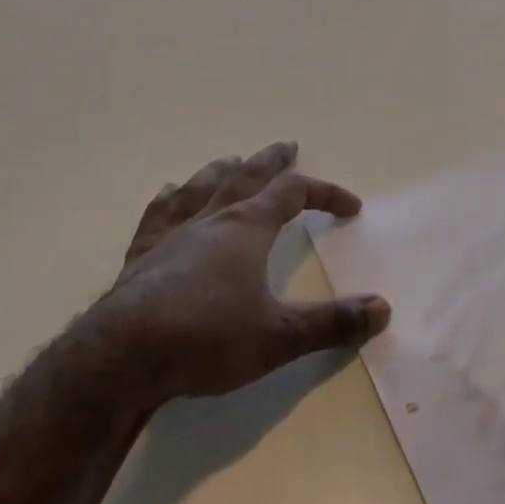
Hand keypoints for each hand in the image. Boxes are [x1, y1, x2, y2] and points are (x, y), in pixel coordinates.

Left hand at [100, 142, 389, 399]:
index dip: (326, 193)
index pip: (295, 193)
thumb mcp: (279, 337)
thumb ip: (332, 322)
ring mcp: (173, 233)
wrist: (120, 358)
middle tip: (288, 145)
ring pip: (203, 186)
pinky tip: (170, 193)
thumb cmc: (207, 340)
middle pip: (249, 175)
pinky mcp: (141, 255)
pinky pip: (159, 213)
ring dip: (224, 170)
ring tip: (233, 160)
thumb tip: (383, 309)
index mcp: (249, 227)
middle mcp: (213, 218)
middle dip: (273, 161)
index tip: (351, 207)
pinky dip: (171, 198)